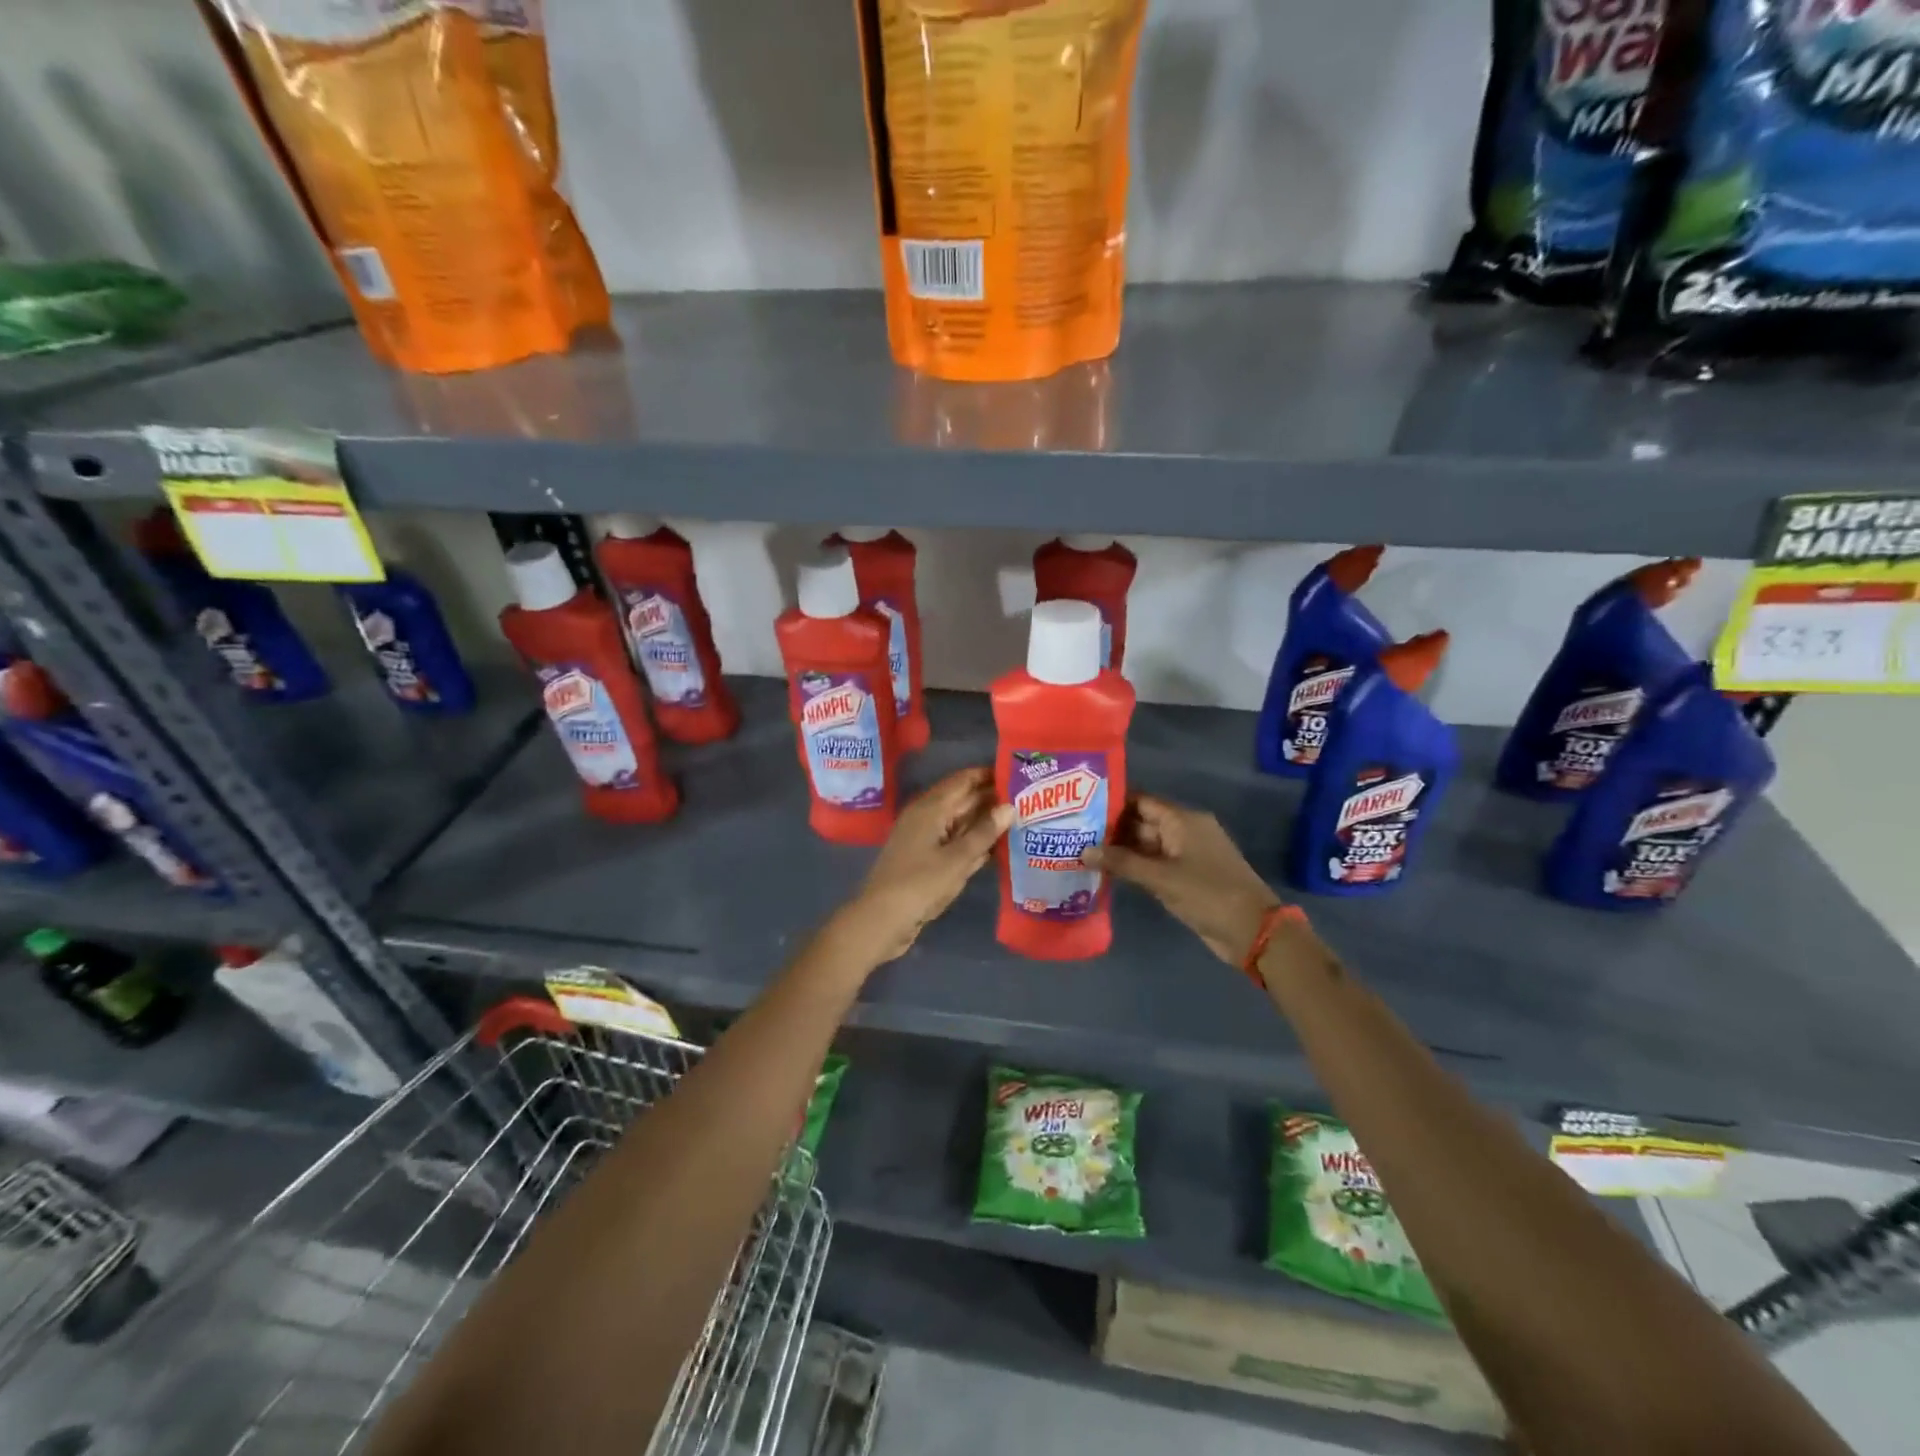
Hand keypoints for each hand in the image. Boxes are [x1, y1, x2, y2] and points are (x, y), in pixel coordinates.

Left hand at [841, 767, 1012, 963]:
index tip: (1018, 774)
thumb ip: (984, 832)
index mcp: (930, 807)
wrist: (881, 921)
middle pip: (963, 800)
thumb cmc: (919, 885)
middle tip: (1028, 799)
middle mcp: (926, 817)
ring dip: (985, 822)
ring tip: (1021, 819)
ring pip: (960, 823)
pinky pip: (955, 843)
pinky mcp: (926, 860)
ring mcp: (925, 839)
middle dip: (992, 799)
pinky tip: (999, 848)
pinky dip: (974, 843)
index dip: (989, 775)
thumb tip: (1009, 806)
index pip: (963, 780)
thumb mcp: (957, 859)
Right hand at [1082, 795, 1282, 966]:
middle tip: (1073, 833)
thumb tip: (1083, 851)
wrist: (1252, 931)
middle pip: (1141, 822)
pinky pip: (1153, 864)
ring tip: (1081, 851)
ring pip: (1146, 846)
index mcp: (1183, 820)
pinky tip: (1106, 872)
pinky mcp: (1186, 877)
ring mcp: (1186, 855)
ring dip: (1119, 851)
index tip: (1080, 807)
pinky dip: (1133, 867)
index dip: (1112, 802)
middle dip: (1110, 829)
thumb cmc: (1208, 894)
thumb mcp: (1161, 878)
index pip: (1141, 801)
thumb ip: (1121, 863)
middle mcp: (1184, 831)